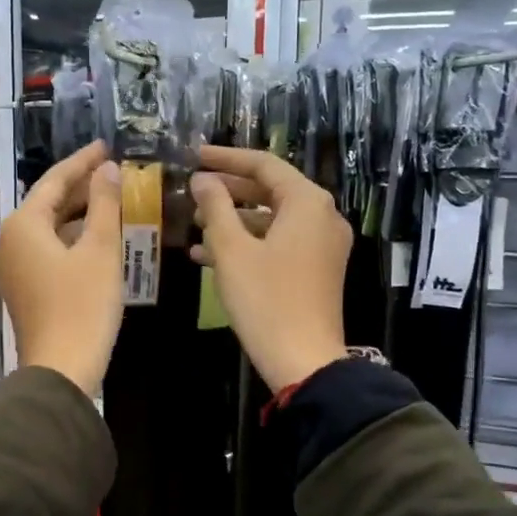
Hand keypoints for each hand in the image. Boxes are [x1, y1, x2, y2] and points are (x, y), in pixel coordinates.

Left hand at [0, 140, 122, 397]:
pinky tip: (97, 238)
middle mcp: (9, 241)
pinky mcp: (23, 288)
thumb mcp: (100, 250)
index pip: (54, 181)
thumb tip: (108, 170)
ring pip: (48, 229)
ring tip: (111, 201)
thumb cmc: (82, 306)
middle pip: (47, 203)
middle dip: (81, 187)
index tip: (106, 146)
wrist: (60, 369)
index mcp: (23, 225)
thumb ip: (104, 204)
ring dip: (78, 214)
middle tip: (113, 171)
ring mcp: (12, 267)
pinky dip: (71, 239)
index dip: (82, 162)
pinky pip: (47, 250)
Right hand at [189, 146, 351, 391]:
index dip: (226, 158)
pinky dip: (248, 244)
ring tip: (194, 225)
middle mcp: (322, 217)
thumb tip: (202, 180)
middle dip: (229, 191)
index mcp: (307, 202)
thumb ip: (215, 207)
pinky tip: (207, 256)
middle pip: (271, 190)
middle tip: (193, 191)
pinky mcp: (317, 269)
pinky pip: (280, 243)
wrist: (303, 360)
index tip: (194, 156)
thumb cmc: (265, 299)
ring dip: (234, 220)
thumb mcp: (231, 249)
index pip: (264, 165)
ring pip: (272, 219)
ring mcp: (323, 245)